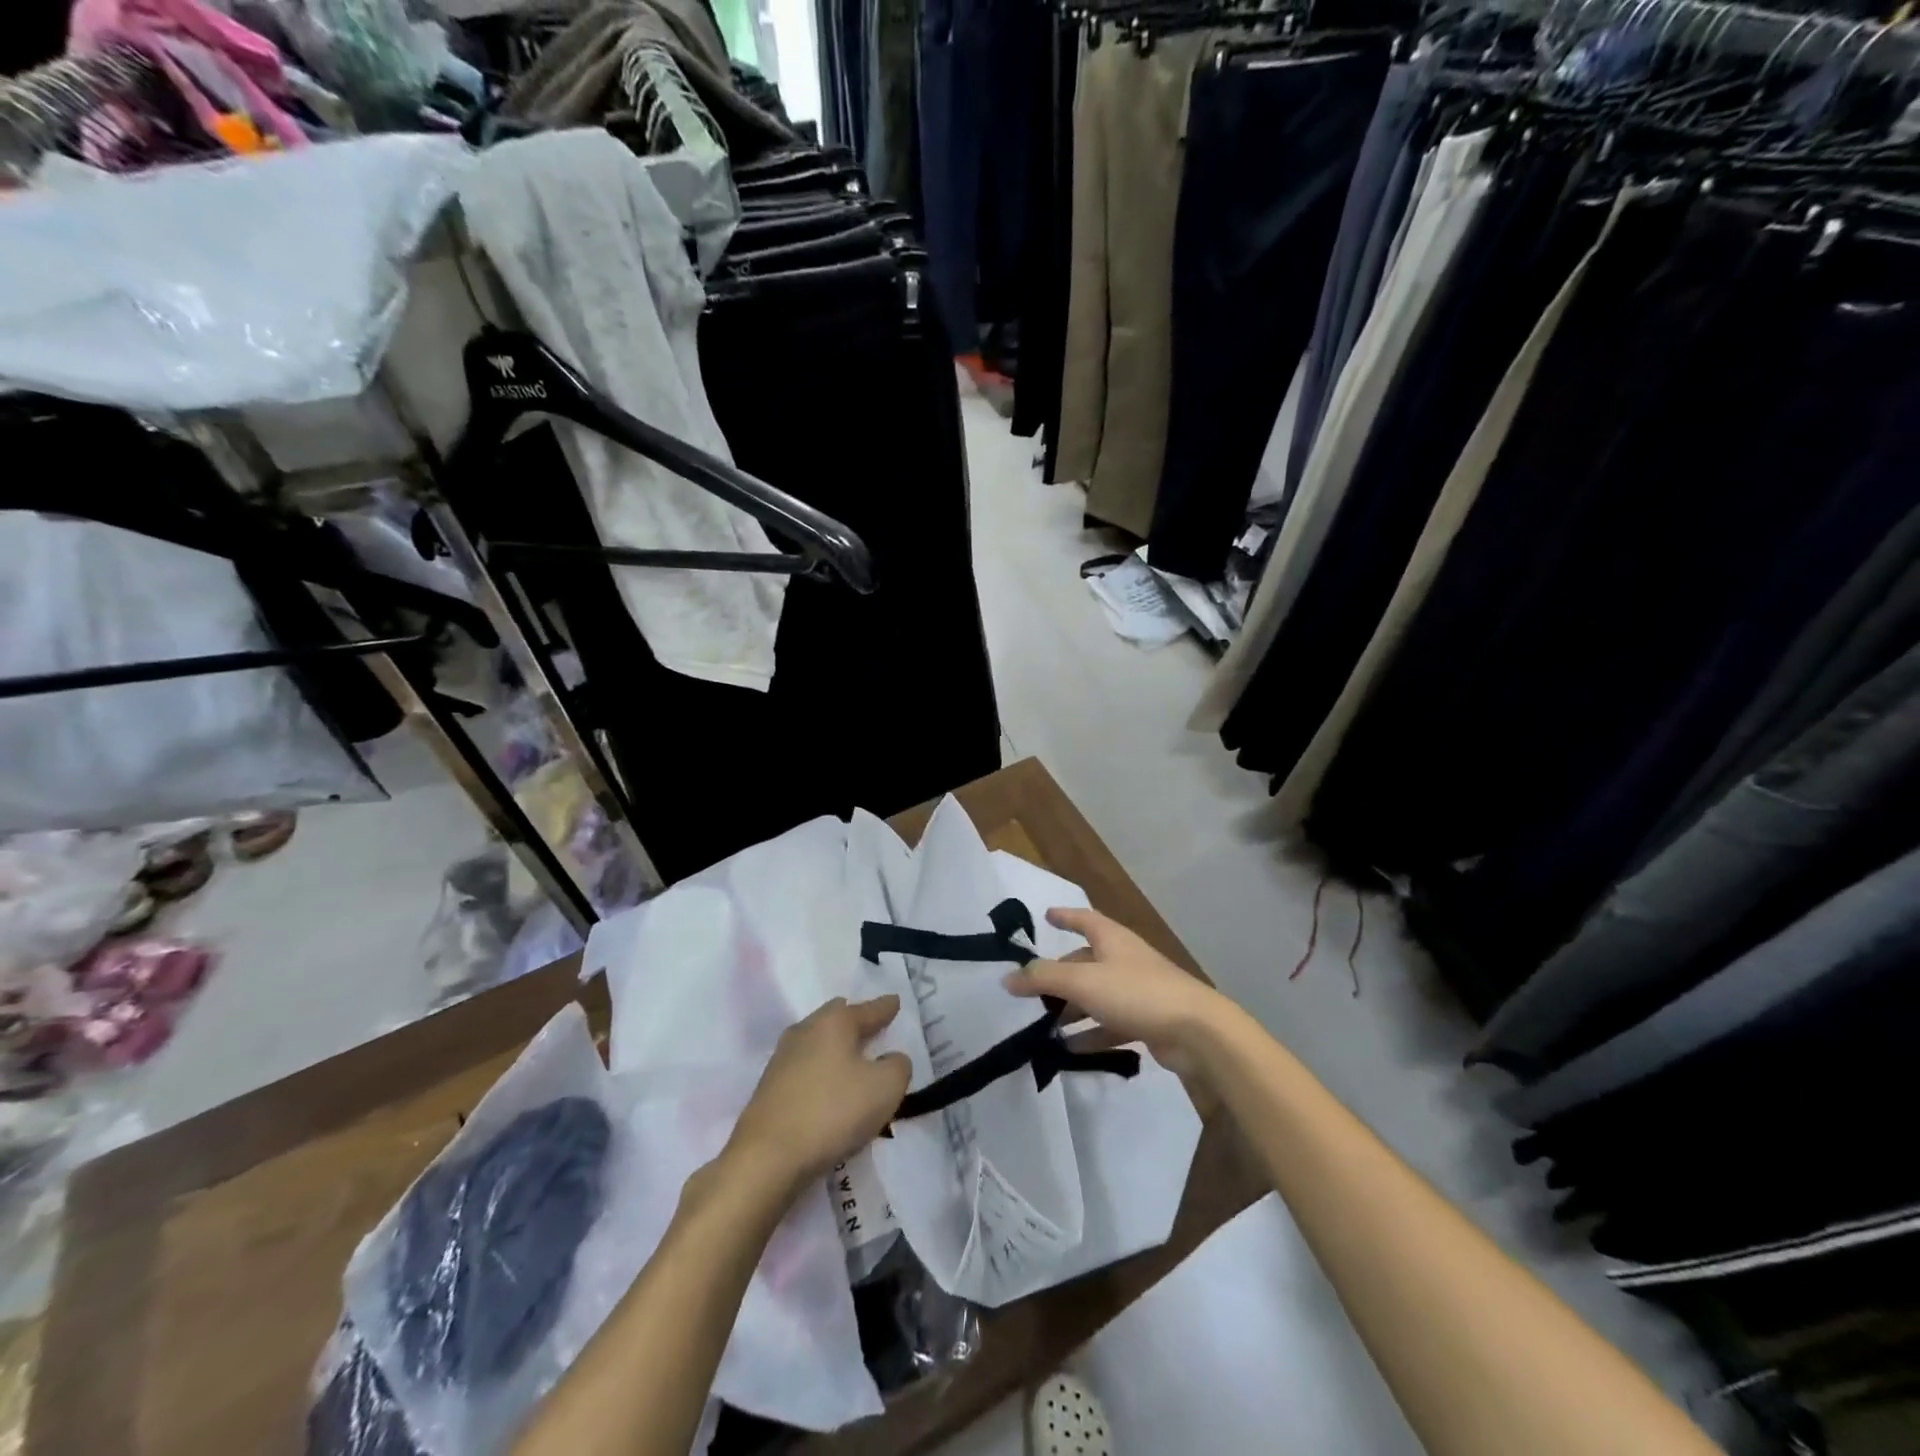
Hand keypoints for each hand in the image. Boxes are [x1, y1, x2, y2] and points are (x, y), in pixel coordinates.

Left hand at [727, 996, 911, 1191]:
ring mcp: (782, 1059)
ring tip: (852, 1061)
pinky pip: (805, 1071)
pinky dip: (820, 1075)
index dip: (885, 1007)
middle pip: (836, 1018)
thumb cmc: (833, 1112)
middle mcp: (805, 1031)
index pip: (868, 1009)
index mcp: (834, 1022)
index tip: (895, 1001)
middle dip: (855, 1022)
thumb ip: (897, 1066)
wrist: (766, 1158)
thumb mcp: (885, 1088)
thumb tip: (890, 1059)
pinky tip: (828, 1091)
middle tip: (872, 1027)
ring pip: (817, 1044)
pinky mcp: (769, 1089)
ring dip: (835, 1051)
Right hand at [1005, 908, 1225, 1078]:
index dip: (1064, 916)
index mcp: (1112, 939)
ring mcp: (1137, 991)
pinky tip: (1069, 1049)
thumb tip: (1008, 977)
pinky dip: (1089, 1033)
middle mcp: (1124, 960)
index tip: (1046, 915)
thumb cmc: (1137, 993)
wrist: (1197, 1032)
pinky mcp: (1146, 1020)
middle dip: (1059, 974)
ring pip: (1095, 995)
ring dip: (1071, 1008)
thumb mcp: (1083, 981)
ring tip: (1043, 1025)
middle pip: (1085, 961)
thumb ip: (1043, 977)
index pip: (1084, 919)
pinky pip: (1109, 1023)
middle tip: (1032, 990)